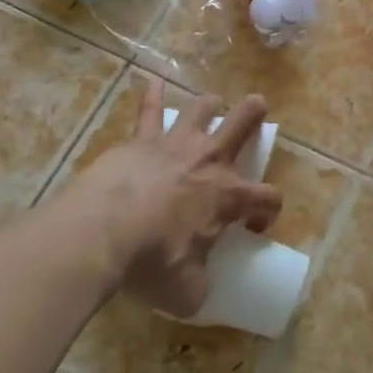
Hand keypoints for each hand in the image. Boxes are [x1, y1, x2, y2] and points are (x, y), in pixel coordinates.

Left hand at [72, 79, 281, 317]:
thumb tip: (200, 289)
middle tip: (258, 105)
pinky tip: (153, 81)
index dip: (268, 212)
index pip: (267, 198)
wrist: (105, 232)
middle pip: (242, 126)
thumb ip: (200, 285)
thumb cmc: (153, 261)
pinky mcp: (141, 141)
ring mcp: (175, 145)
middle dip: (254, 115)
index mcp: (229, 197)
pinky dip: (153, 96)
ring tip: (214, 101)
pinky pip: (149, 112)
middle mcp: (209, 162)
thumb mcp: (187, 290)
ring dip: (211, 104)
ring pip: (202, 111)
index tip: (255, 227)